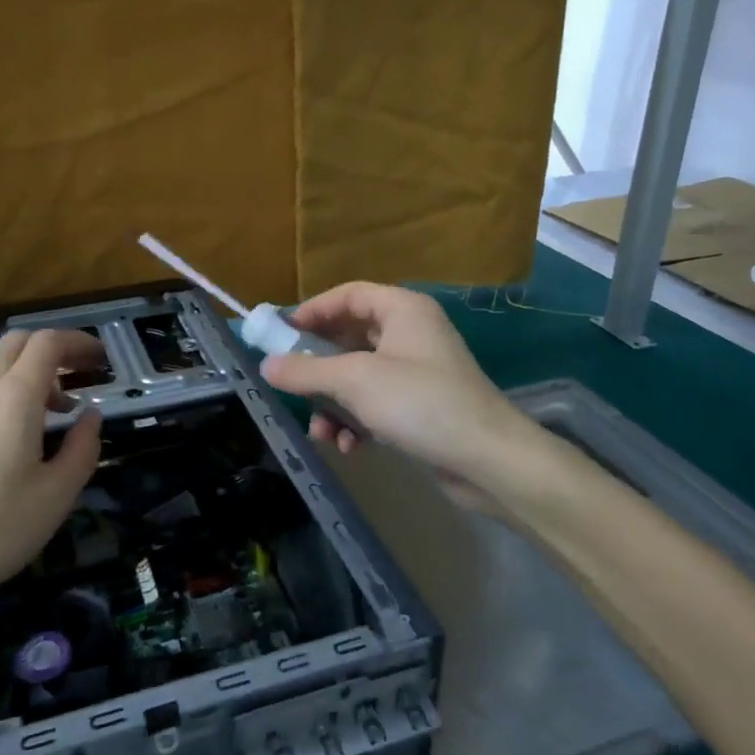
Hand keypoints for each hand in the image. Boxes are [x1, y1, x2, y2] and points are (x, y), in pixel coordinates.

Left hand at [0, 329, 105, 624]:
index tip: (102, 359)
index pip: (48, 342)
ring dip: (32, 376)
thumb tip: (91, 416)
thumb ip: (82, 448)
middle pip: (18, 344)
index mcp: (14, 397)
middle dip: (55, 349)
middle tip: (82, 375)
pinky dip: (9, 399)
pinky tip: (18, 442)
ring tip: (58, 414)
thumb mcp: (56, 495)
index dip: (79, 341)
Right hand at [259, 283, 546, 518]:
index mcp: (402, 309)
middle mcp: (411, 333)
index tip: (281, 333)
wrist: (488, 460)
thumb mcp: (355, 382)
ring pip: (359, 375)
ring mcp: (417, 370)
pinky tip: (350, 447)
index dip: (313, 310)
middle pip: (350, 337)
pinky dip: (358, 421)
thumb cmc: (419, 402)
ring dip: (335, 402)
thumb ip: (306, 371)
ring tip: (321, 430)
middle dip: (319, 366)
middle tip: (290, 381)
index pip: (348, 294)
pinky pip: (376, 403)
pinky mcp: (421, 405)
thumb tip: (266, 366)